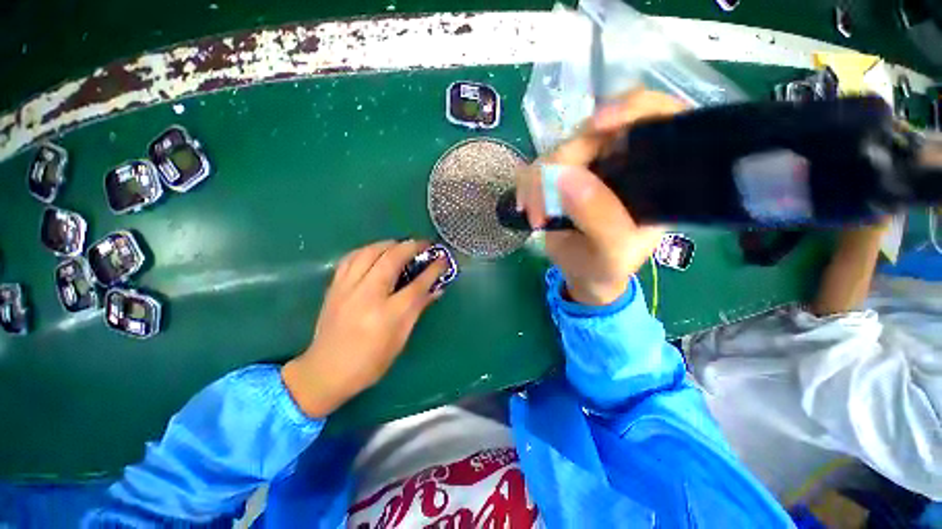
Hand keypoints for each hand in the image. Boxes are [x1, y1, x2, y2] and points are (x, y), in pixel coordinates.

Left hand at [281, 240, 447, 417]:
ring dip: (389, 244)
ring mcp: (347, 288)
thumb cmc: (370, 362)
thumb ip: (417, 309)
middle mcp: (367, 296)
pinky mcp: (334, 287)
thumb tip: (436, 289)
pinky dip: (367, 250)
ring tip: (402, 244)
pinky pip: (351, 258)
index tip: (442, 259)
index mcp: (388, 314)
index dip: (433, 270)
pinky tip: (376, 251)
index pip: (417, 285)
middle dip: (412, 247)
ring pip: (369, 252)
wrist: (325, 372)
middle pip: (392, 260)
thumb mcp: (400, 339)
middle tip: (424, 244)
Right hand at [516, 90, 685, 304]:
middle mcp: (622, 160)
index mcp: (654, 175)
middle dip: (561, 164)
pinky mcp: (560, 175)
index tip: (596, 124)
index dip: (631, 108)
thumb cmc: (606, 265)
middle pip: (591, 133)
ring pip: (557, 149)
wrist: (582, 273)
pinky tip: (527, 206)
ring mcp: (588, 165)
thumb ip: (599, 217)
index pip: (657, 118)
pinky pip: (537, 165)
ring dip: (538, 181)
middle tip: (543, 205)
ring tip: (536, 216)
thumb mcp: (613, 251)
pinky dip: (527, 184)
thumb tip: (564, 176)